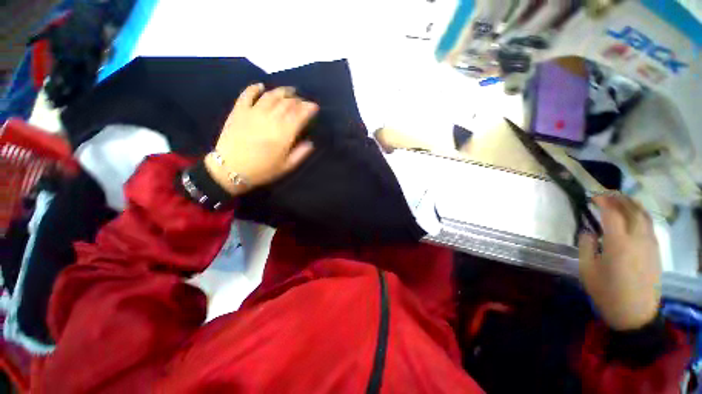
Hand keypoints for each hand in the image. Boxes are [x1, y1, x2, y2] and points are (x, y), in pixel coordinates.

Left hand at [205, 84, 318, 194]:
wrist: (231, 169)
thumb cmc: (262, 170)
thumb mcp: (287, 166)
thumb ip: (301, 153)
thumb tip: (310, 142)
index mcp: (284, 133)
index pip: (300, 114)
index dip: (309, 108)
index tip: (314, 106)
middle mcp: (271, 118)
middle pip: (287, 103)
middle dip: (298, 100)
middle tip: (303, 101)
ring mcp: (253, 112)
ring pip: (271, 96)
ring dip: (282, 91)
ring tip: (290, 91)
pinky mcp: (239, 110)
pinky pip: (247, 94)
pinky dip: (255, 88)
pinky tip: (261, 86)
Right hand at [578, 194, 661, 330]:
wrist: (635, 314)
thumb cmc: (607, 292)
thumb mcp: (587, 270)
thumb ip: (586, 247)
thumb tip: (588, 232)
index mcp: (618, 244)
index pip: (612, 213)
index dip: (603, 201)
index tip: (592, 196)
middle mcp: (638, 239)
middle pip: (632, 210)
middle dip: (620, 198)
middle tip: (606, 193)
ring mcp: (650, 245)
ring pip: (645, 216)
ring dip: (633, 204)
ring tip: (621, 200)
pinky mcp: (655, 252)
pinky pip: (650, 226)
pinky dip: (641, 216)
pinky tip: (634, 217)